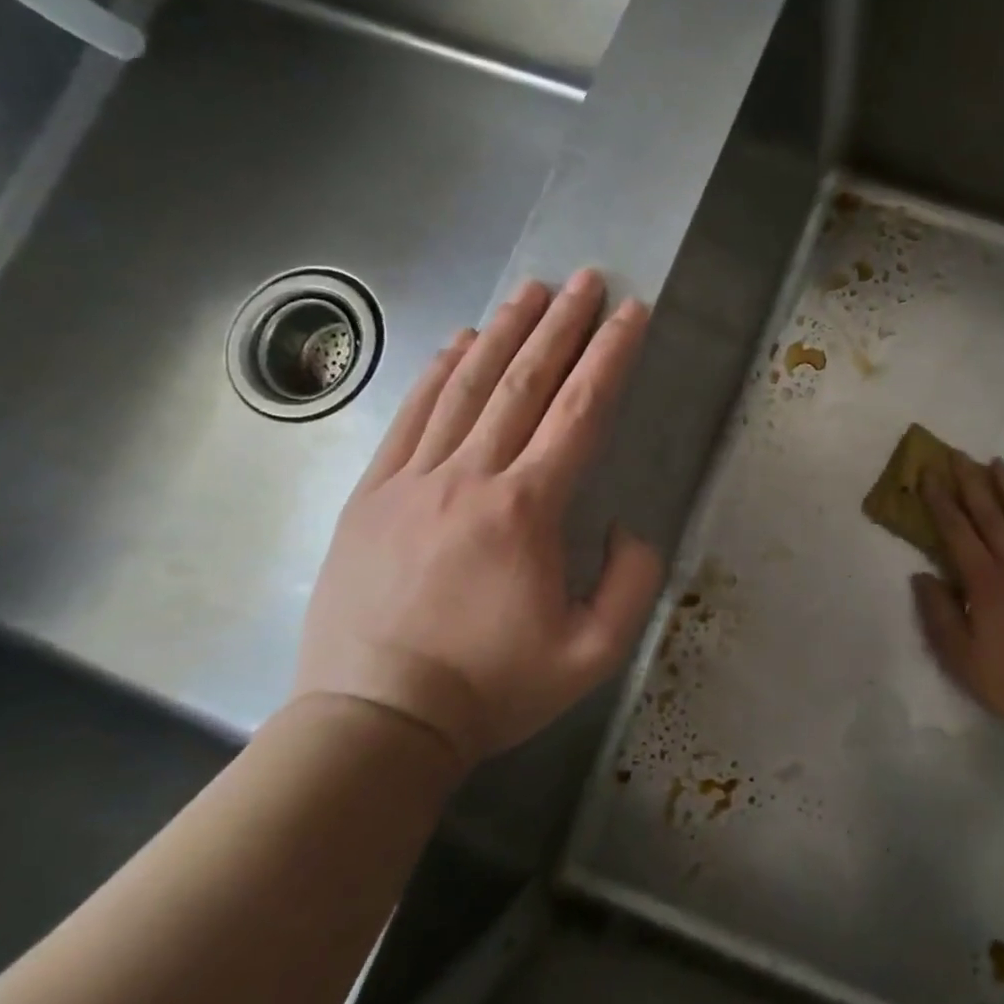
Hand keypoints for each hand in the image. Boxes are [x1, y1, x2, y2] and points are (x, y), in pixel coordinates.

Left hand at [294, 270, 663, 769]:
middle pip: (524, 382)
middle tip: (586, 280)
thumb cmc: (492, 688)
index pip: (580, 412)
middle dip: (561, 325)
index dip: (611, 357)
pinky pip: (411, 416)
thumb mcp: (592, 653)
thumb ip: (630, 583)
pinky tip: (459, 343)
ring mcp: (413, 480)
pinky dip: (440, 372)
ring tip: (530, 292)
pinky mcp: (373, 494)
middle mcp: (470, 477)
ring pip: (466, 387)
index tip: (631, 314)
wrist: (376, 722)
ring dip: (503, 333)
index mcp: (526, 510)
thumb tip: (625, 526)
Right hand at [911, 454, 1003, 743]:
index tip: (928, 474)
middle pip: (991, 514)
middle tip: (958, 454)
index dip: (940, 501)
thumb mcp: (961, 656)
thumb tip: (921, 576)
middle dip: (971, 481)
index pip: (956, 531)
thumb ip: (938, 613)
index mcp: (984, 580)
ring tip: (998, 463)